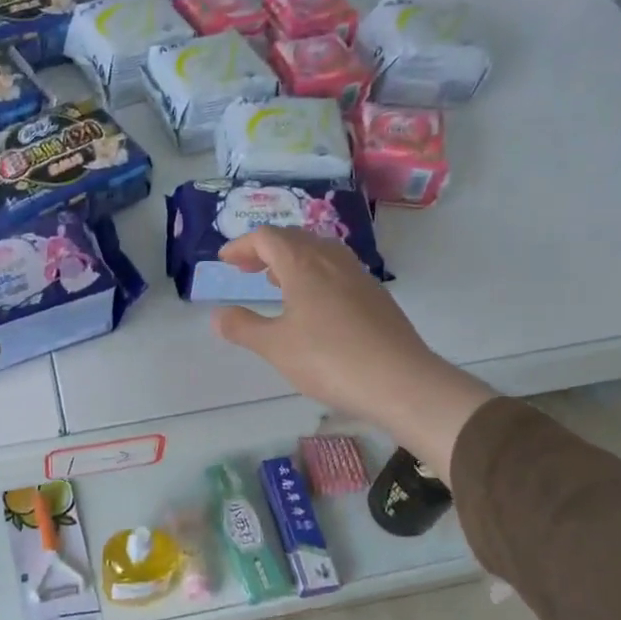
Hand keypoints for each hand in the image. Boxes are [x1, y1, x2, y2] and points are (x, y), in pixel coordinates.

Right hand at [209, 227, 493, 475]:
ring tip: (276, 281)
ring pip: (319, 252)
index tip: (225, 260)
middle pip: (294, 238)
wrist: (401, 381)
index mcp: (303, 265)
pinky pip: (337, 269)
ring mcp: (358, 276)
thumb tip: (219, 315)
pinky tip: (313, 303)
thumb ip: (243, 328)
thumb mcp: (275, 347)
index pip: (267, 237)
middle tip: (246, 268)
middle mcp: (331, 261)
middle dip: (265, 249)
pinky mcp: (376, 296)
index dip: (242, 245)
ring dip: (292, 259)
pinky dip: (315, 273)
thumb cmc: (330, 360)